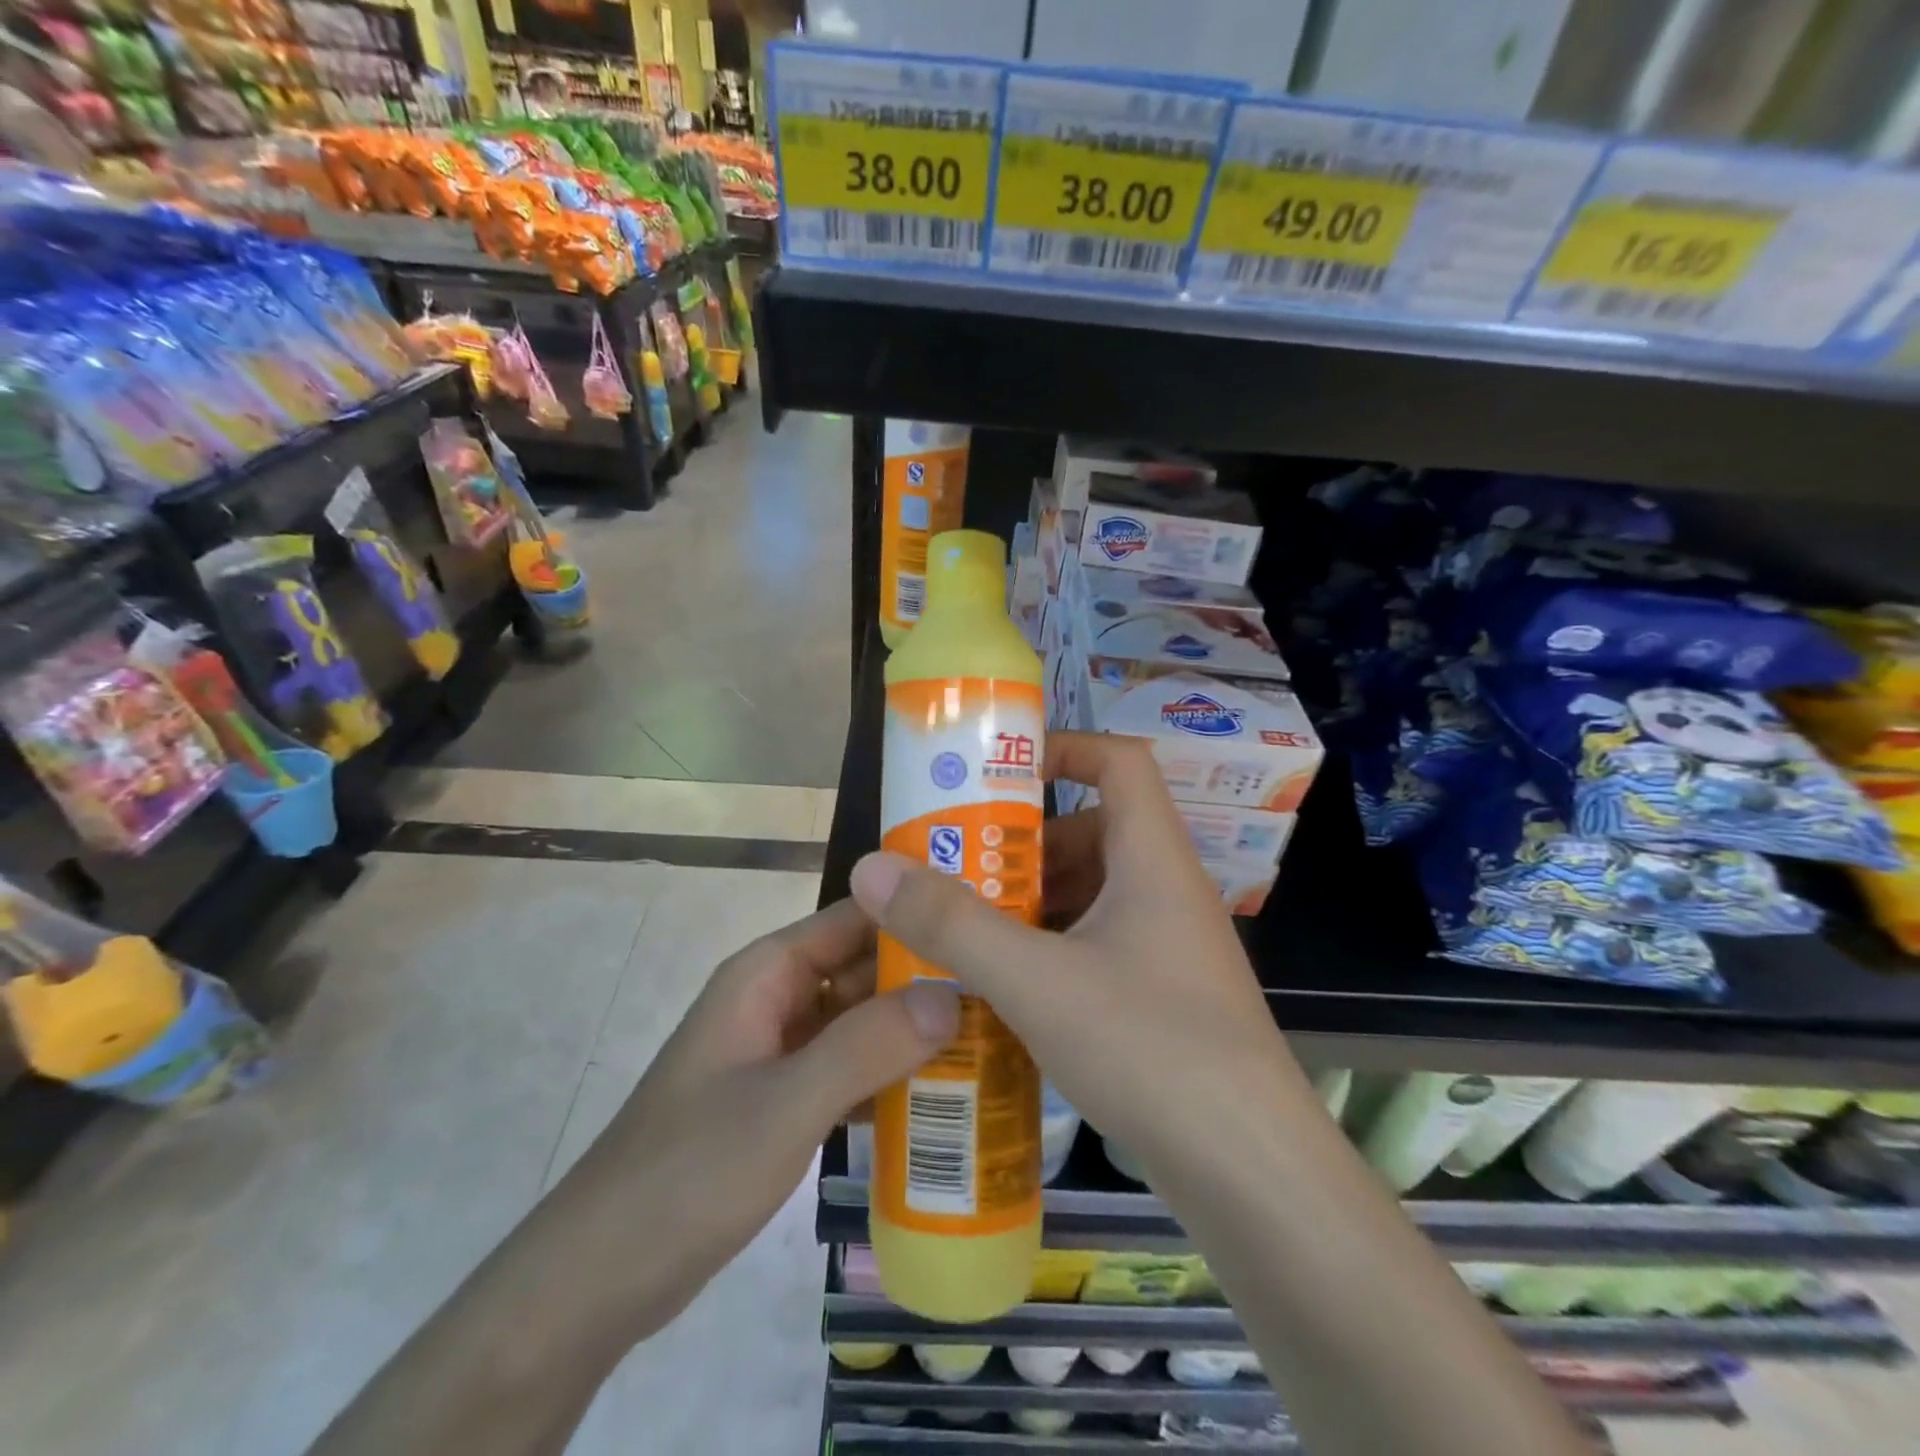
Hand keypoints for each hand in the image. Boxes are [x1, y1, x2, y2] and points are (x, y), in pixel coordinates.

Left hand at [557, 899, 960, 1328]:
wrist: (601, 1276)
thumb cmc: (691, 1169)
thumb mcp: (787, 1103)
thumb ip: (869, 1045)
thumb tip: (955, 993)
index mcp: (768, 973)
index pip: (855, 917)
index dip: (915, 913)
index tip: (984, 924)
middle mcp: (776, 998)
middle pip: (863, 969)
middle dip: (926, 977)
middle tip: (1004, 988)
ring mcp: (779, 1051)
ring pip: (859, 1021)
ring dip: (913, 1029)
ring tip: (991, 1035)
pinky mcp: (783, 1098)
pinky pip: (848, 1068)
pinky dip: (888, 1075)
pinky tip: (942, 1095)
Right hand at [848, 731, 1297, 1182]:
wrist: (1253, 1175)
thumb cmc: (1150, 1048)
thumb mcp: (1036, 980)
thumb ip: (951, 924)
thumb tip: (871, 868)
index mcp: (1154, 860)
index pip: (1121, 762)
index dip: (1065, 749)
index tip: (1000, 774)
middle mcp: (1167, 891)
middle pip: (1095, 832)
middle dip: (1025, 845)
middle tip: (959, 868)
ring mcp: (1169, 948)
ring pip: (1093, 895)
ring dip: (1032, 904)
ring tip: (966, 930)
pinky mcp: (1164, 998)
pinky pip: (1098, 947)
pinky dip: (1051, 951)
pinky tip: (1005, 991)